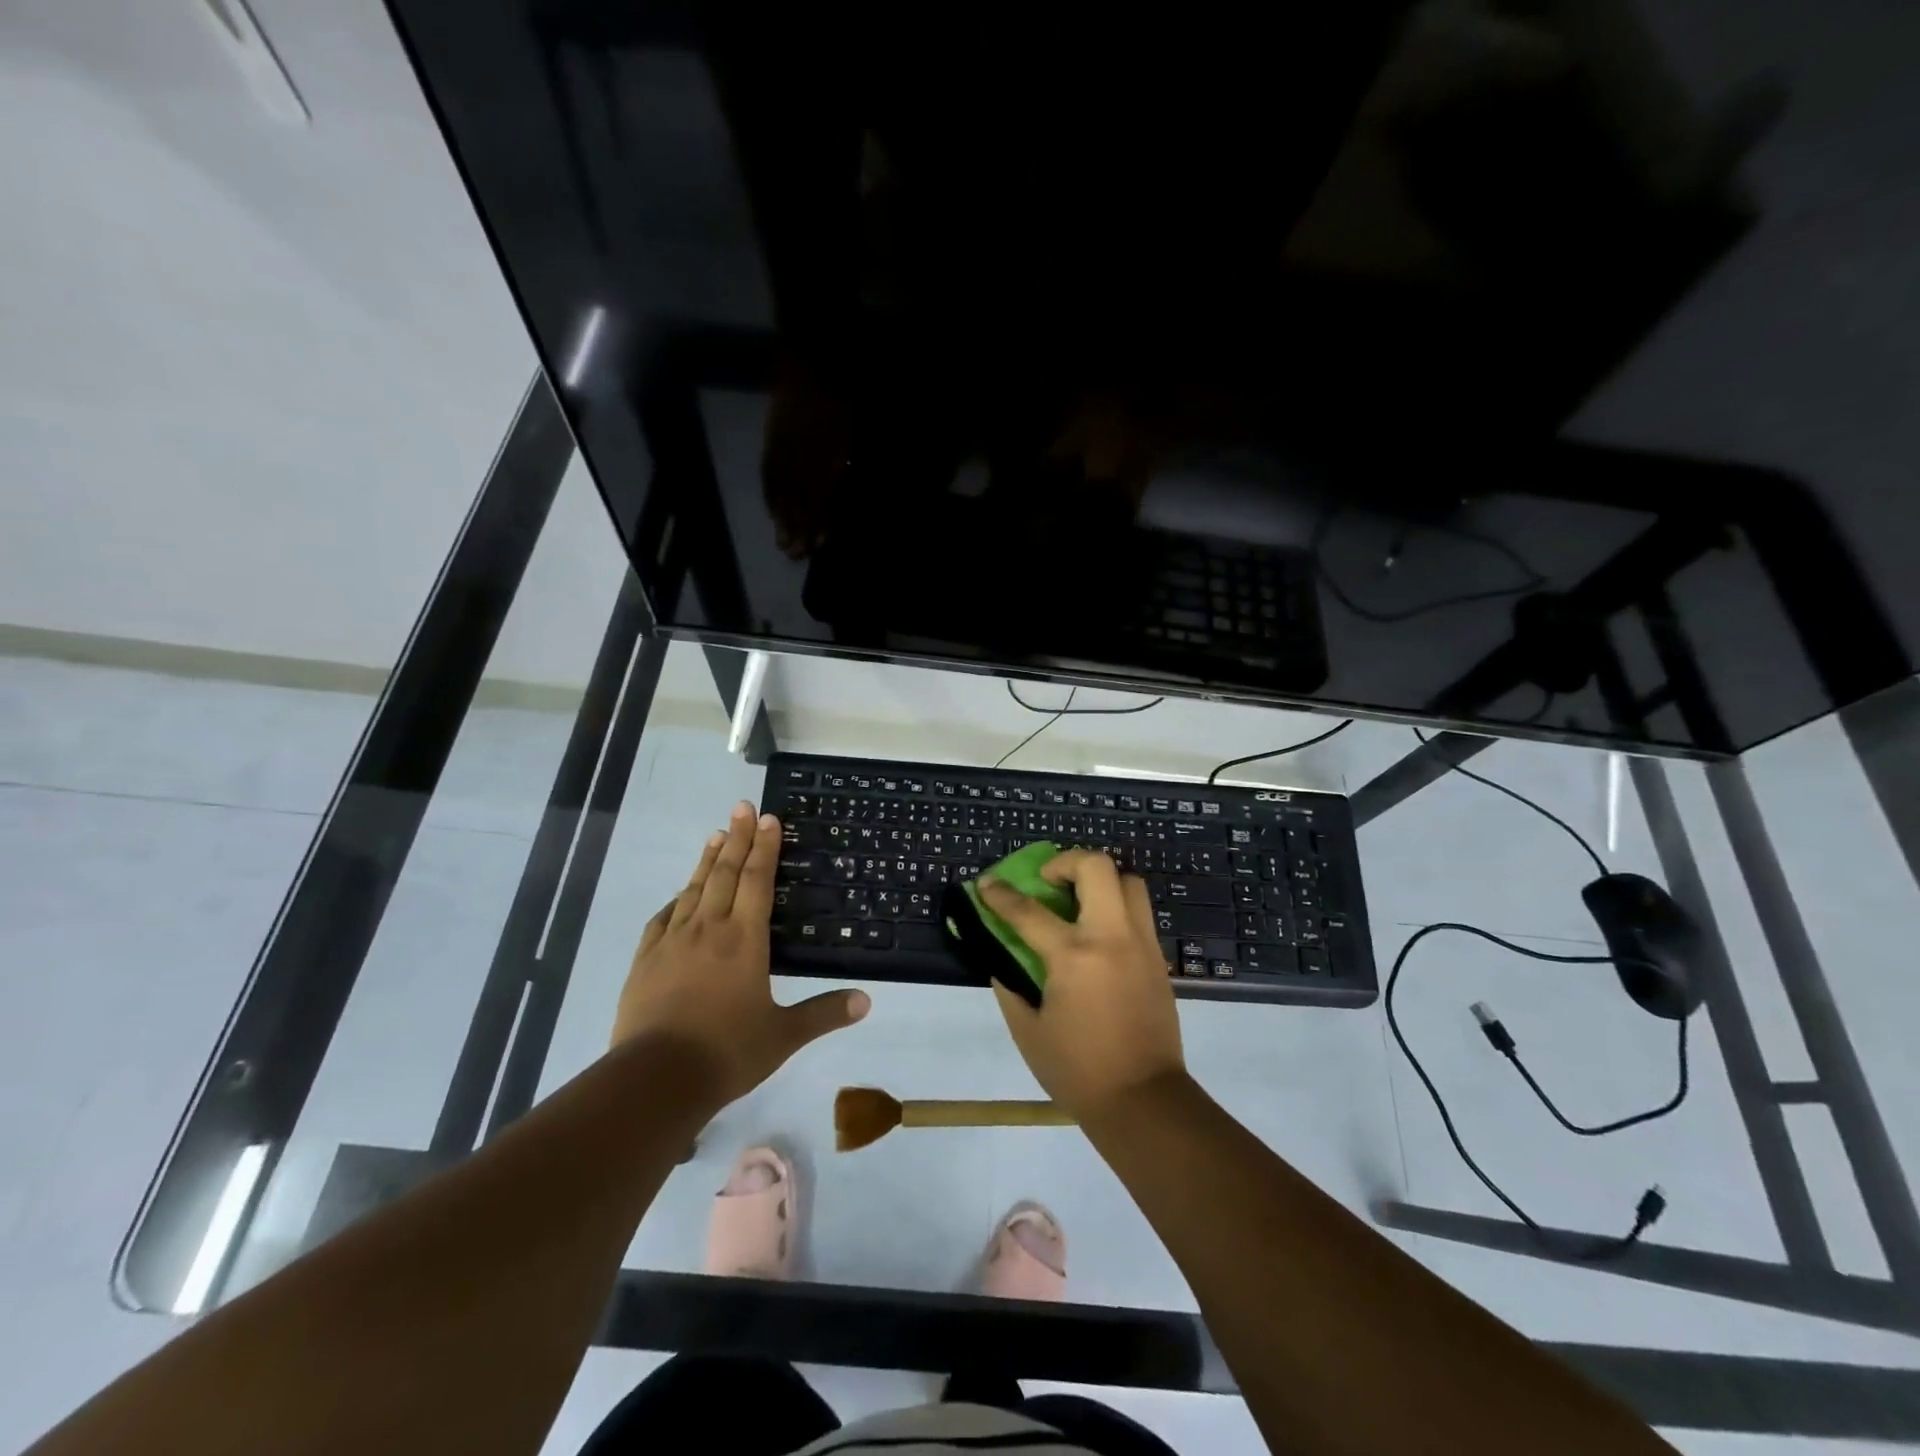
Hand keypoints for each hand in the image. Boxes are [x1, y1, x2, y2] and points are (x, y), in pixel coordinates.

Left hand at [612, 802, 869, 1106]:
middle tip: (742, 807)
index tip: (768, 818)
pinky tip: (679, 895)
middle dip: (737, 838)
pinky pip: (663, 918)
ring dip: (707, 860)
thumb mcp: (783, 1035)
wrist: (655, 1079)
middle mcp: (708, 929)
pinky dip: (676, 899)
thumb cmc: (727, 1052)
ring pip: (693, 889)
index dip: (765, 848)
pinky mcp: (645, 960)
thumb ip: (823, 1013)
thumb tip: (866, 1000)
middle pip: (724, 873)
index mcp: (744, 939)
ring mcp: (672, 942)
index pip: (757, 881)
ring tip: (716, 835)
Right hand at [978, 850, 1186, 1123]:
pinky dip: (1116, 907)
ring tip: (1078, 901)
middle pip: (1096, 867)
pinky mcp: (1158, 958)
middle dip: (1065, 861)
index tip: (986, 884)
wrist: (1144, 1101)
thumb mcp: (1028, 1030)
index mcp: (1073, 956)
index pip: (1028, 911)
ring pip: (1128, 881)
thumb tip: (1000, 955)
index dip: (1000, 895)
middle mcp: (1112, 937)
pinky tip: (1098, 935)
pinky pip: (1139, 912)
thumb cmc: (1078, 1070)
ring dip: (1100, 880)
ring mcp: (1141, 944)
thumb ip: (1010, 984)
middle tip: (1047, 881)